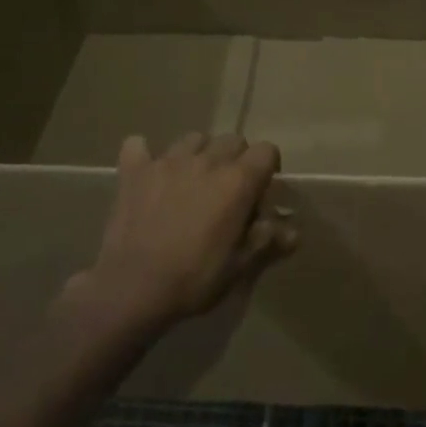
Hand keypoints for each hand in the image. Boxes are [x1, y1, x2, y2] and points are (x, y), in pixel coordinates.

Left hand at [81, 133, 296, 334]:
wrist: (132, 288)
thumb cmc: (194, 278)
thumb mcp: (239, 266)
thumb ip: (266, 240)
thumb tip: (293, 232)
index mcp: (237, 181)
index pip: (266, 151)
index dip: (268, 168)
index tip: (261, 192)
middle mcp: (206, 161)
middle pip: (232, 140)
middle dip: (236, 159)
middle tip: (228, 190)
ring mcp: (167, 162)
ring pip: (193, 139)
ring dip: (198, 154)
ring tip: (192, 181)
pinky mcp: (134, 171)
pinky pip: (138, 145)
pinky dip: (145, 155)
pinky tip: (148, 173)